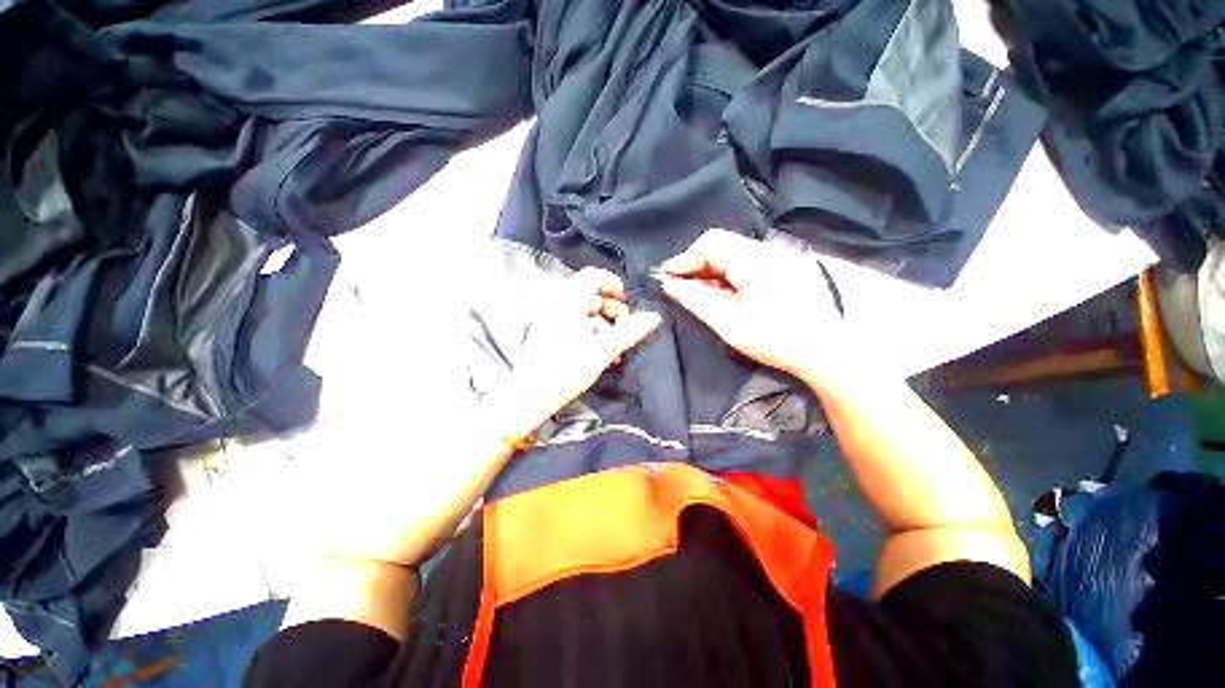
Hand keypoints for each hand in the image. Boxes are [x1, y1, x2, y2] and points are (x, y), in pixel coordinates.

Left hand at [486, 267, 660, 439]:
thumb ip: (629, 331)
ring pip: (585, 312)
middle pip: (591, 294)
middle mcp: (557, 305)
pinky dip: (591, 333)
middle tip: (624, 329)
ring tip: (614, 347)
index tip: (627, 303)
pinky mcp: (549, 334)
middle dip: (612, 309)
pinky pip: (575, 324)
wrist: (530, 397)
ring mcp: (551, 319)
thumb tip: (654, 316)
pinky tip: (600, 354)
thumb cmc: (565, 371)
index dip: (614, 285)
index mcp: (568, 301)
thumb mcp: (602, 350)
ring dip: (603, 324)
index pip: (593, 276)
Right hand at [659, 228, 853, 388]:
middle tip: (677, 286)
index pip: (711, 244)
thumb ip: (697, 300)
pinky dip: (724, 274)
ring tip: (695, 291)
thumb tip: (669, 284)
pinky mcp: (779, 266)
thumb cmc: (776, 341)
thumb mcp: (730, 324)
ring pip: (730, 252)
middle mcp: (766, 250)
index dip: (684, 259)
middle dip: (695, 263)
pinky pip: (743, 261)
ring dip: (709, 269)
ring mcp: (776, 257)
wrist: (824, 351)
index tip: (665, 277)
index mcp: (756, 261)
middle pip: (720, 244)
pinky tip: (718, 293)